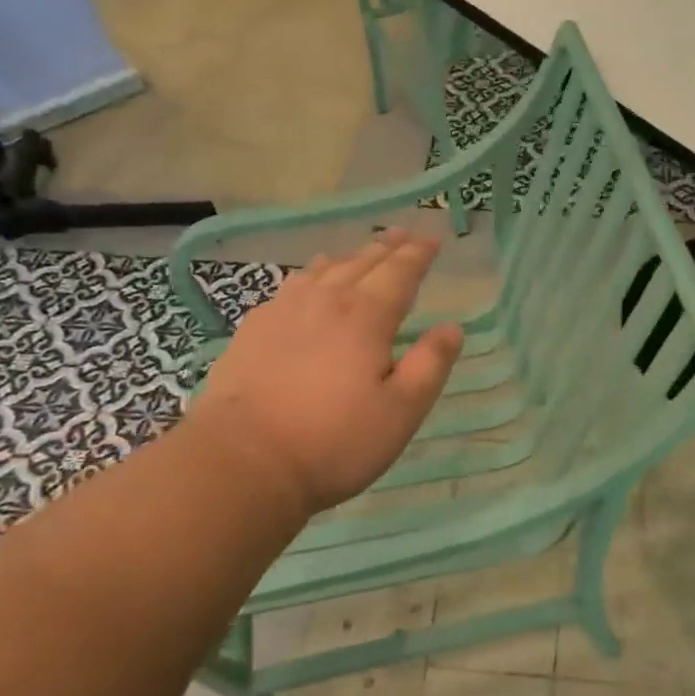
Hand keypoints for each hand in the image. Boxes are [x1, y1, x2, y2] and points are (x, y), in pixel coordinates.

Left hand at [187, 228, 462, 518]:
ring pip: (321, 270)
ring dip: (347, 258)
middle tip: (402, 235)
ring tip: (358, 255)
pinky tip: (305, 289)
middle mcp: (325, 301)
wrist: (243, 460)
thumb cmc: (334, 441)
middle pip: (360, 263)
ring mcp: (282, 312)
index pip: (399, 273)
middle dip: (386, 248)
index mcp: (365, 317)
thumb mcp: (401, 412)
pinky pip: (289, 288)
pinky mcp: (252, 331)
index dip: (418, 255)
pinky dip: (309, 277)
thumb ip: (430, 365)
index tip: (433, 240)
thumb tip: (451, 328)